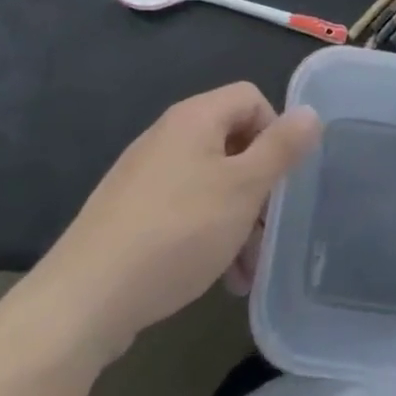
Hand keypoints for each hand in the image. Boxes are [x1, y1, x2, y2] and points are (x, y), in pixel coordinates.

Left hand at [35, 83, 320, 362]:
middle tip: (269, 234)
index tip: (282, 178)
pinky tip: (215, 280)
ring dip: (236, 221)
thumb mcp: (243, 189)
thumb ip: (281, 149)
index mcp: (195, 117)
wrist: (85, 298)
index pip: (251, 97)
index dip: (275, 131)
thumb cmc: (177, 232)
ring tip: (245, 273)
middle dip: (258, 189)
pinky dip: (206, 235)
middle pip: (232, 144)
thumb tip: (311, 112)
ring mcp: (145, 175)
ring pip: (210, 184)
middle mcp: (169, 135)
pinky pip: (183, 210)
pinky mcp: (130, 213)